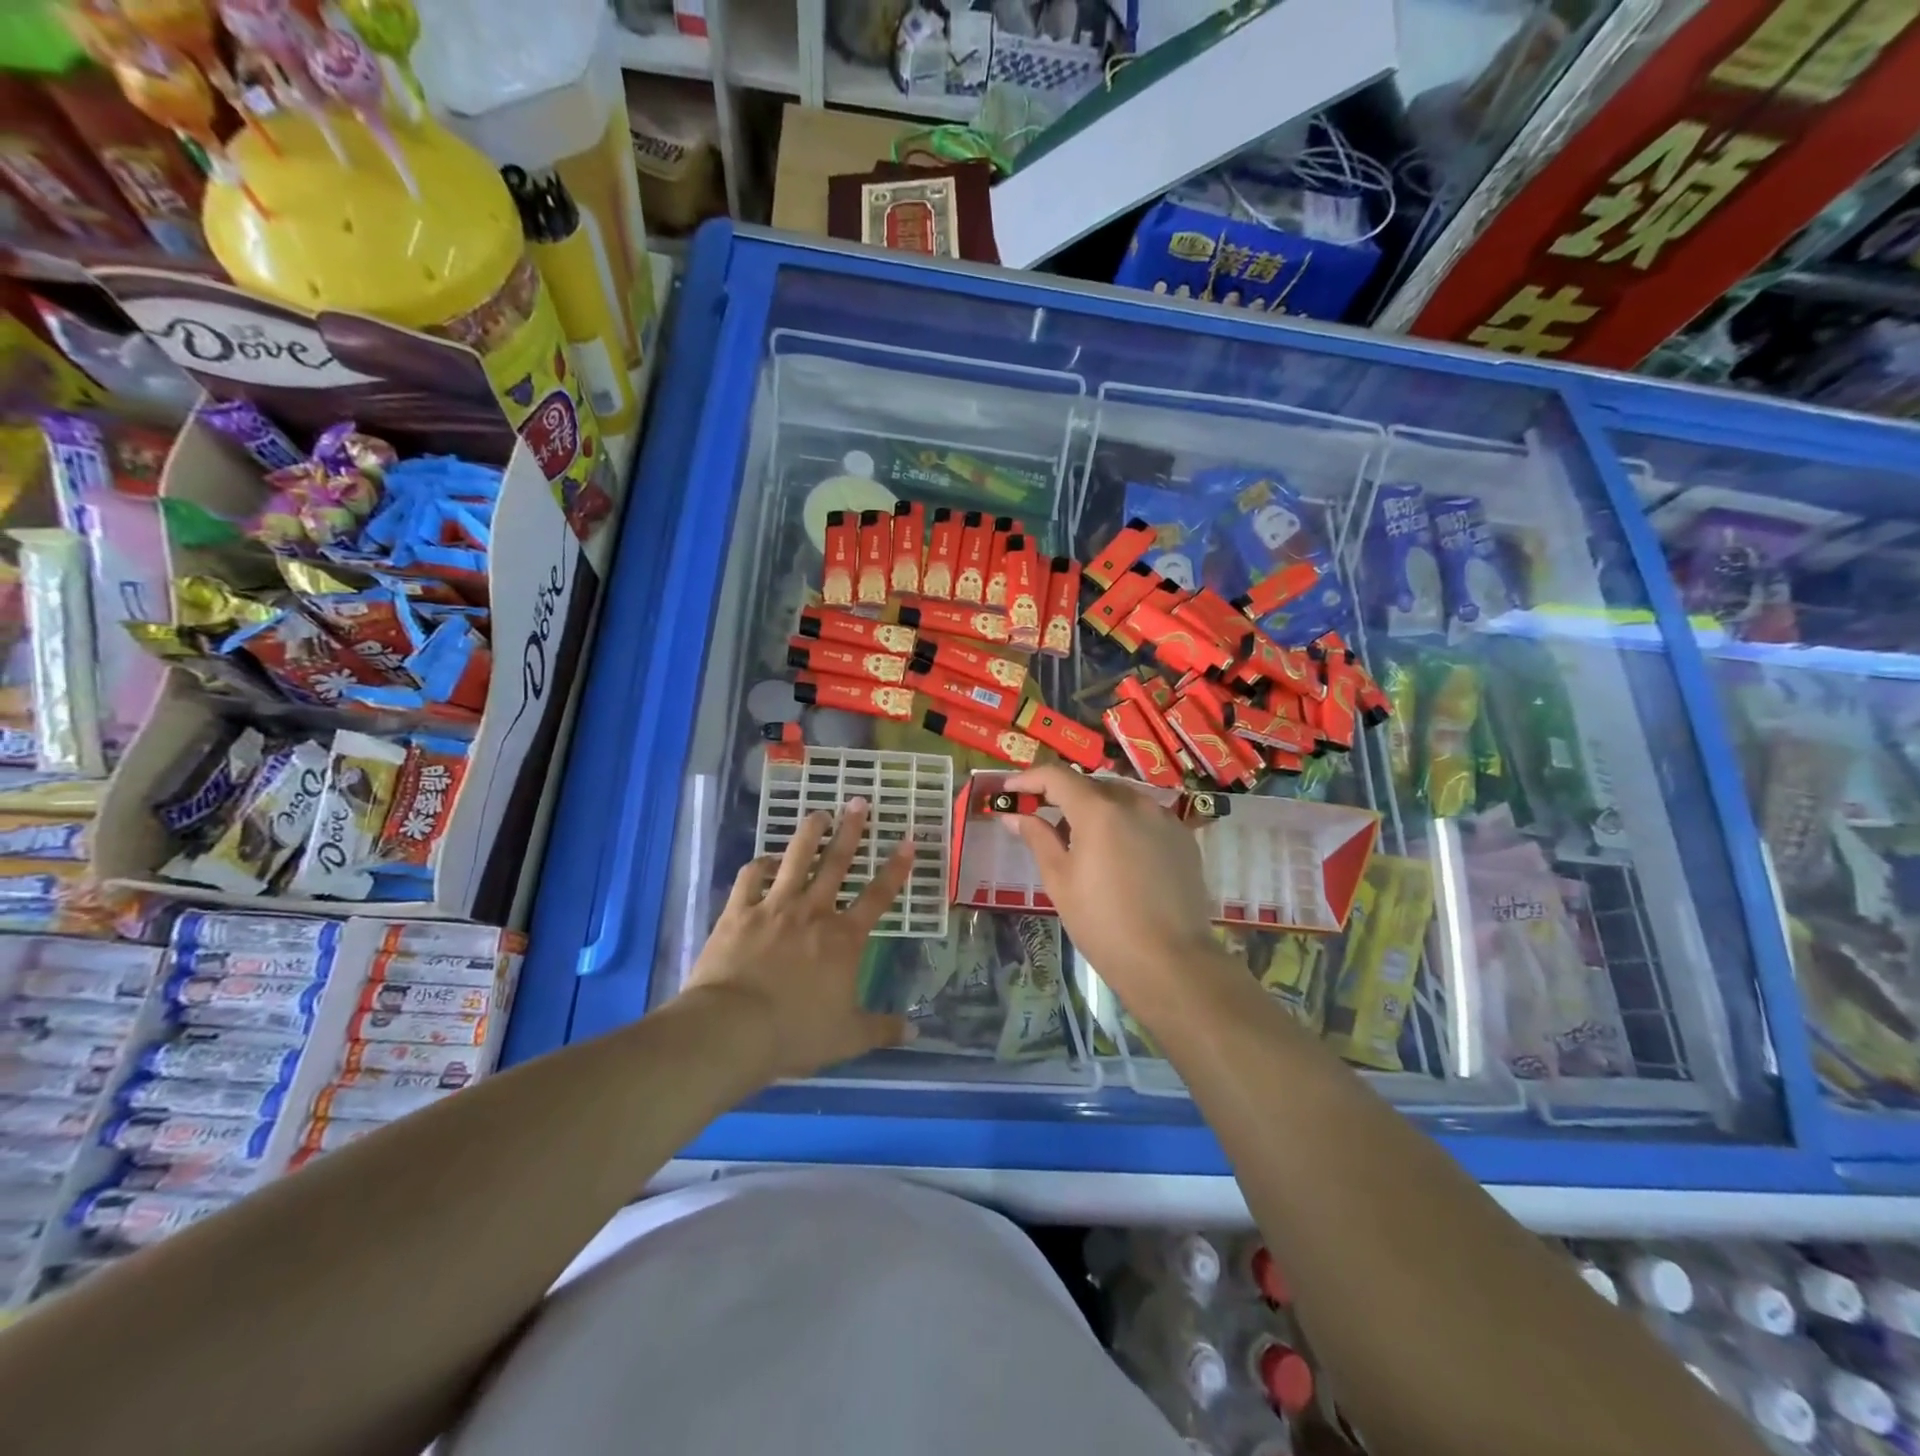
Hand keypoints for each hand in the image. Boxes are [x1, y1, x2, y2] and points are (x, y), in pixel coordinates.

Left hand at [683, 798, 913, 1080]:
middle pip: (836, 863)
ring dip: (808, 833)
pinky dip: (759, 864)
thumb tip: (915, 1032)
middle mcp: (813, 912)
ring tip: (817, 814)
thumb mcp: (847, 1038)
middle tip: (858, 801)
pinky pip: (750, 877)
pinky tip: (765, 859)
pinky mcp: (738, 911)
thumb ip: (881, 1029)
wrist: (733, 1029)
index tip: (908, 841)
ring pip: (794, 858)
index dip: (896, 868)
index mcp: (843, 939)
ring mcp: (773, 907)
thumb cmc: (795, 1033)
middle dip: (851, 830)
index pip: (878, 896)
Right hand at [1002, 766, 1231, 1017]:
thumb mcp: (1059, 880)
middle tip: (1041, 819)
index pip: (1057, 776)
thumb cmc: (1102, 923)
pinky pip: (1146, 817)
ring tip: (1080, 840)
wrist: (1170, 961)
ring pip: (1121, 799)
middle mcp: (1134, 802)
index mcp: (1098, 810)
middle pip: (1090, 785)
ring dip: (1095, 808)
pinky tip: (1118, 855)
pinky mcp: (1184, 838)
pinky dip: (1124, 824)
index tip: (1009, 791)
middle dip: (1062, 795)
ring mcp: (1165, 818)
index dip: (1028, 778)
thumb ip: (1037, 838)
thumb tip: (1013, 816)